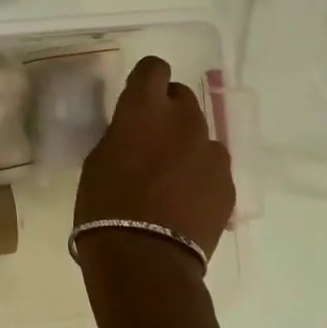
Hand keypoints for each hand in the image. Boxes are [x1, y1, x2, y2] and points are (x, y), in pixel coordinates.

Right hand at [74, 56, 234, 327]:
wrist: (144, 259)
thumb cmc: (104, 206)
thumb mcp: (99, 159)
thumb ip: (123, 133)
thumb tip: (136, 130)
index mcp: (144, 108)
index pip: (154, 67)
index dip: (147, 79)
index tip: (138, 96)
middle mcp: (184, 120)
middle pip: (182, 96)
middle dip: (168, 111)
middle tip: (152, 140)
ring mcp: (211, 151)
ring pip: (200, 133)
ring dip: (186, 144)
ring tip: (170, 176)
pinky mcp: (227, 182)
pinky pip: (212, 166)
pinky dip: (200, 174)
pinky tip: (184, 200)